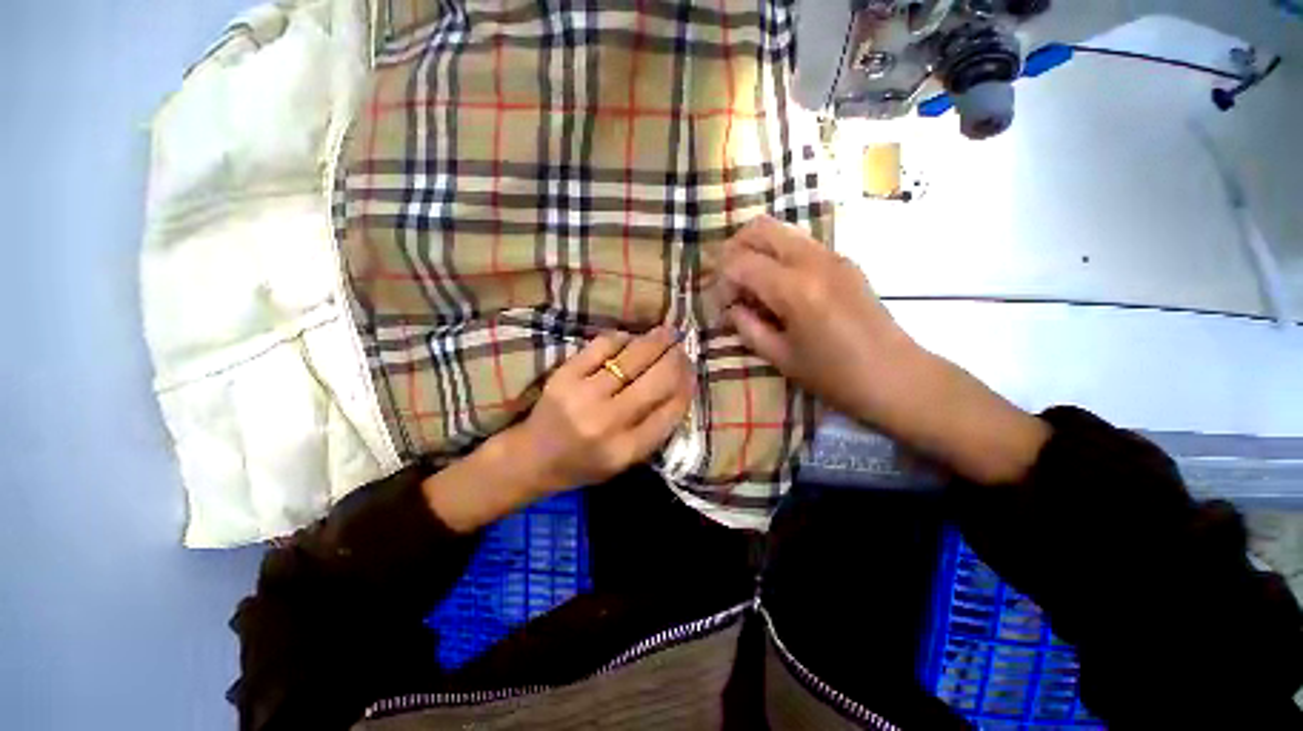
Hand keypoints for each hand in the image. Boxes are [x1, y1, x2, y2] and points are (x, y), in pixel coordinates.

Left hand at [423, 327, 692, 531]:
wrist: (531, 458)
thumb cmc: (582, 464)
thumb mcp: (624, 462)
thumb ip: (653, 431)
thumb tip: (680, 387)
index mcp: (626, 450)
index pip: (670, 411)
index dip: (687, 386)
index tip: (691, 372)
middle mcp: (608, 422)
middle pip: (657, 380)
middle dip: (676, 359)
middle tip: (682, 348)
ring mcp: (584, 396)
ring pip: (633, 358)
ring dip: (656, 341)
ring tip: (667, 333)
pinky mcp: (565, 375)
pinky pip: (603, 346)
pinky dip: (623, 338)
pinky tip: (631, 338)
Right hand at [714, 215, 916, 420]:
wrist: (897, 376)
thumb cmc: (835, 376)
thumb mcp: (781, 358)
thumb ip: (748, 327)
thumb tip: (732, 309)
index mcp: (794, 289)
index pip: (740, 263)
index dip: (721, 281)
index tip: (722, 306)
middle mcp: (813, 260)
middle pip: (759, 228)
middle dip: (734, 250)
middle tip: (728, 283)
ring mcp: (832, 255)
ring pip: (781, 230)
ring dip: (757, 250)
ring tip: (751, 285)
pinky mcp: (844, 260)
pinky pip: (800, 243)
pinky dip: (778, 255)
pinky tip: (778, 287)